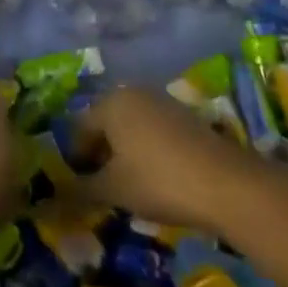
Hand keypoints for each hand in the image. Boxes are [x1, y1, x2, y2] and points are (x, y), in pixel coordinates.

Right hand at [68, 86, 260, 234]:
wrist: (228, 185)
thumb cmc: (158, 181)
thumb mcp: (113, 190)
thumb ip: (81, 188)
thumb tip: (59, 193)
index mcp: (110, 102)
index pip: (79, 128)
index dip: (75, 159)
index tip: (80, 187)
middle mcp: (135, 93)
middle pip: (105, 124)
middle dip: (100, 154)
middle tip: (102, 186)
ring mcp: (164, 102)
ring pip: (131, 127)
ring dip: (124, 153)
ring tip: (129, 185)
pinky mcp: (187, 117)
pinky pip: (154, 131)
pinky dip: (147, 150)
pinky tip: (156, 178)